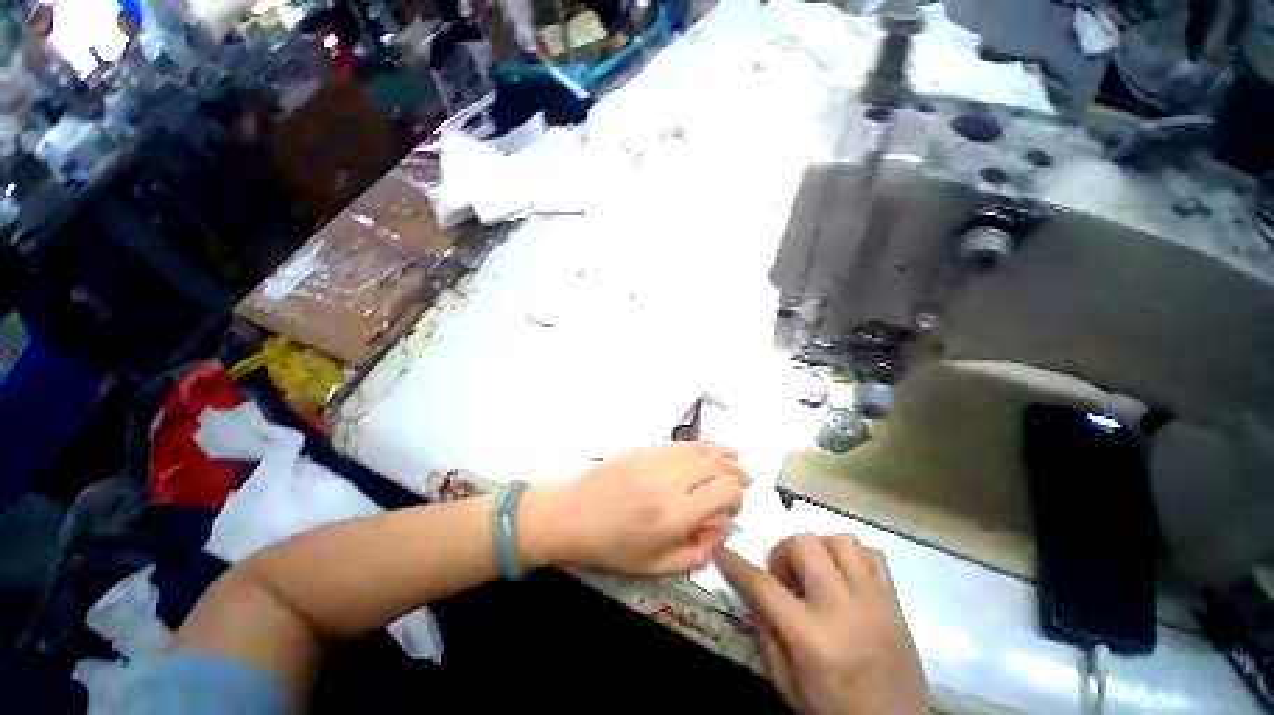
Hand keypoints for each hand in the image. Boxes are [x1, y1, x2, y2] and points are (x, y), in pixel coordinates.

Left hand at [523, 443, 751, 574]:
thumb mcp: (657, 566)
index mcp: (675, 514)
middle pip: (719, 465)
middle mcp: (671, 480)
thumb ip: (697, 551)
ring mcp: (657, 458)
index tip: (733, 508)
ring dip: (723, 455)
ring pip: (703, 449)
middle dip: (737, 473)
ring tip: (734, 460)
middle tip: (744, 482)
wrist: (572, 514)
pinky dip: (701, 446)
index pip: (726, 491)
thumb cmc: (613, 547)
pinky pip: (682, 443)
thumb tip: (722, 529)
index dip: (737, 498)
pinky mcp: (645, 448)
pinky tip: (708, 451)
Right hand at [716, 534, 926, 714]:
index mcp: (811, 638)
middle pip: (805, 545)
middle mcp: (843, 610)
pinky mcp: (896, 603)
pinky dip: (852, 556)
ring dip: (820, 549)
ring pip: (841, 541)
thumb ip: (766, 632)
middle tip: (784, 575)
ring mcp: (874, 602)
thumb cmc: (832, 711)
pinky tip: (844, 576)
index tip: (723, 553)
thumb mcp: (787, 683)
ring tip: (816, 572)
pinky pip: (873, 555)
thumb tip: (752, 589)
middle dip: (784, 551)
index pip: (764, 585)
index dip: (737, 565)